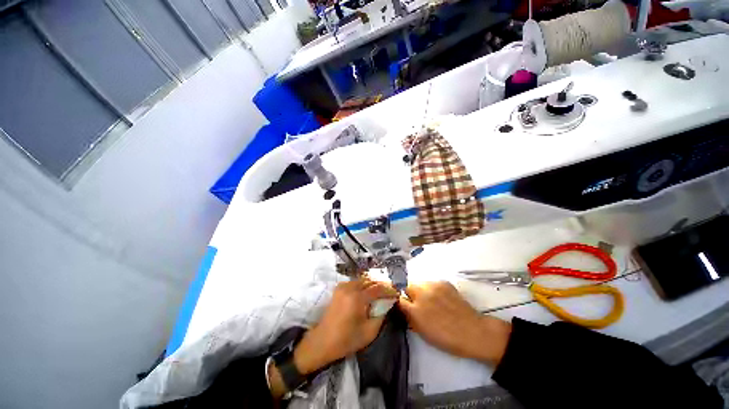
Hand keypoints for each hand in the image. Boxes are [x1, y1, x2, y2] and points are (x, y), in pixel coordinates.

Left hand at [269, 278, 397, 397]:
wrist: (322, 341)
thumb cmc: (346, 340)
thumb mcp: (369, 332)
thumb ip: (381, 315)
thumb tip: (388, 303)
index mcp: (357, 298)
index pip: (378, 289)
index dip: (389, 290)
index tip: (396, 294)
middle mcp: (350, 288)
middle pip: (370, 281)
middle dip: (381, 285)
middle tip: (390, 292)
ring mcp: (343, 286)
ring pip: (362, 279)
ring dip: (372, 284)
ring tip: (380, 292)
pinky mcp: (338, 288)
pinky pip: (355, 282)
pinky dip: (363, 284)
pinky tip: (367, 292)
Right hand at [398, 281, 510, 364]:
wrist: (473, 332)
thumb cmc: (445, 337)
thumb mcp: (421, 329)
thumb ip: (407, 314)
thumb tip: (399, 303)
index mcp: (415, 307)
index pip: (398, 294)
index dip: (398, 298)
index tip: (401, 303)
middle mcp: (423, 291)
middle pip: (407, 285)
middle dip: (408, 292)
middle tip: (414, 303)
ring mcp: (434, 285)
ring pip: (419, 283)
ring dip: (419, 290)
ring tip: (428, 301)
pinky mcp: (444, 282)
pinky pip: (431, 283)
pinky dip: (431, 289)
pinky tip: (439, 299)